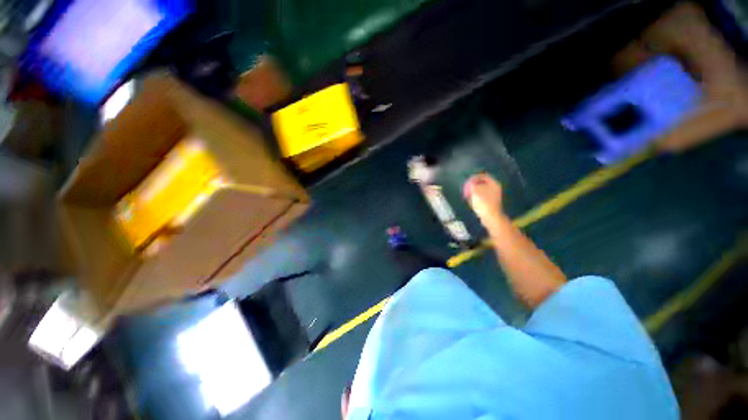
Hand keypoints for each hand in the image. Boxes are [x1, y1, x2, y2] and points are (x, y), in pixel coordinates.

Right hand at [463, 173, 503, 226]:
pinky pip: (482, 196)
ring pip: (481, 190)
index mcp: (493, 184)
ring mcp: (493, 196)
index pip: (483, 176)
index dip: (474, 177)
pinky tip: (471, 200)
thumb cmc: (483, 202)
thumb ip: (472, 184)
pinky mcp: (490, 202)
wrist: (490, 216)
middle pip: (482, 183)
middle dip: (473, 185)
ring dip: (474, 191)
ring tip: (467, 194)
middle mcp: (495, 188)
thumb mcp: (475, 191)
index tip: (467, 181)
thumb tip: (470, 182)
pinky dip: (476, 196)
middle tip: (466, 187)